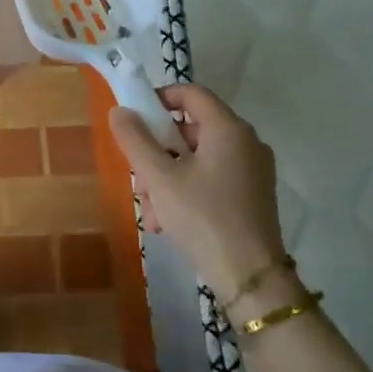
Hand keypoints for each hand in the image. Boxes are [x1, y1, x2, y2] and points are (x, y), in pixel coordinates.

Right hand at [108, 83, 290, 307]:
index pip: (191, 93)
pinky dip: (187, 191)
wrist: (251, 278)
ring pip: (197, 158)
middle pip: (190, 129)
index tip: (135, 121)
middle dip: (157, 152)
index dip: (159, 99)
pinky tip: (167, 223)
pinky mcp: (252, 195)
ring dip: (166, 178)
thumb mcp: (160, 178)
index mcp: (228, 129)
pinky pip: (211, 178)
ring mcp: (252, 170)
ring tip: (150, 212)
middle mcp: (245, 142)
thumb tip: (120, 111)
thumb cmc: (203, 218)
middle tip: (139, 181)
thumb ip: (136, 140)